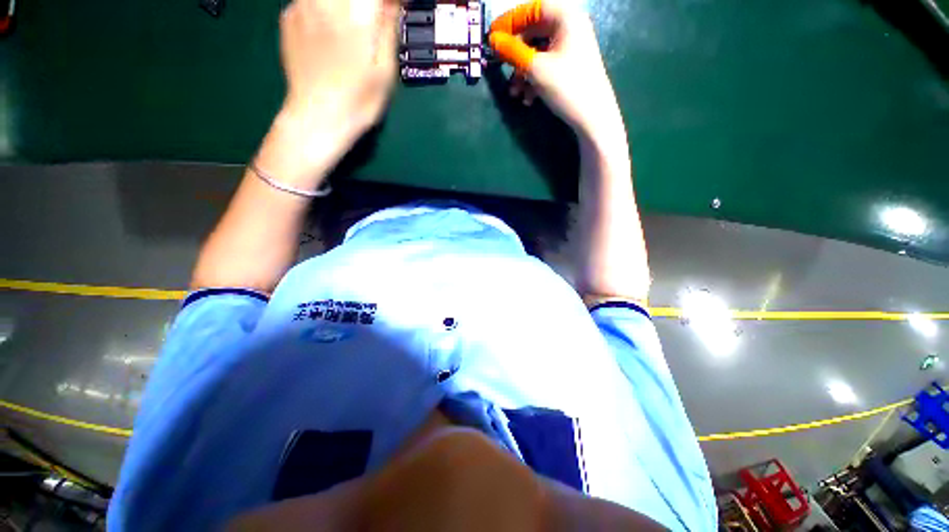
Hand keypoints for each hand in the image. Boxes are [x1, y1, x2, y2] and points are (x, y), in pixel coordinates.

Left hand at [279, 0, 399, 143]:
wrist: (318, 117)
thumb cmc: (359, 101)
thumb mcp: (386, 71)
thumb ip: (388, 29)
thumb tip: (391, 3)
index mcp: (355, 15)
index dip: (387, 2)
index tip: (393, 10)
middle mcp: (326, 1)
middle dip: (364, 7)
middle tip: (370, 23)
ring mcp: (302, 5)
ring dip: (344, 8)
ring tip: (350, 32)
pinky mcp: (287, 16)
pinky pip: (310, 0)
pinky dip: (323, 8)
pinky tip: (328, 31)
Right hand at [489, 0, 622, 142]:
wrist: (593, 118)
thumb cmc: (567, 87)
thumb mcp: (535, 69)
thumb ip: (512, 51)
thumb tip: (493, 40)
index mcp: (565, 17)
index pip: (531, 9)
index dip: (509, 22)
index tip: (492, 37)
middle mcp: (569, 27)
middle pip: (534, 32)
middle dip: (515, 54)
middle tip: (501, 68)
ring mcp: (571, 47)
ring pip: (538, 52)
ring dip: (522, 72)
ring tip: (515, 93)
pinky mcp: (570, 66)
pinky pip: (546, 65)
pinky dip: (534, 79)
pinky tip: (528, 98)